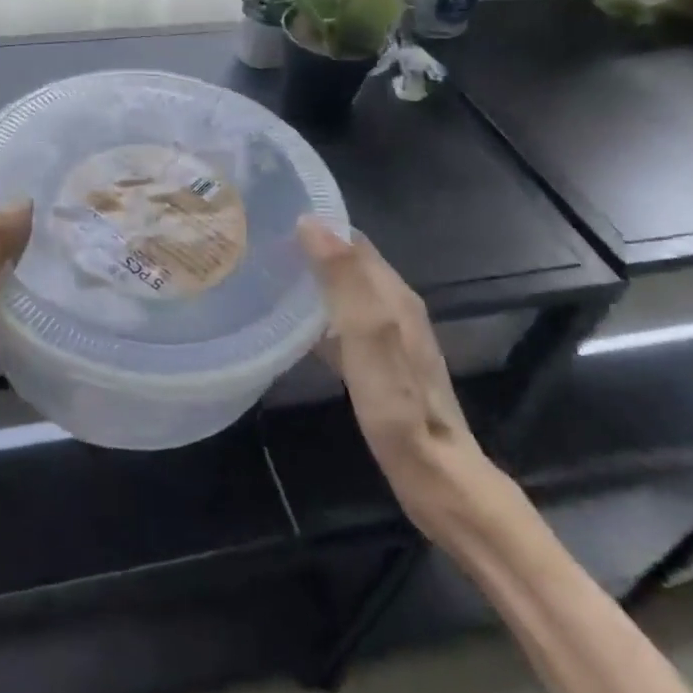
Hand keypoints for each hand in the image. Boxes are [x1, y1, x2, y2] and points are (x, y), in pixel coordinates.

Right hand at [297, 217, 501, 542]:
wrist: (436, 476)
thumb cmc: (399, 407)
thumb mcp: (369, 339)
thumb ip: (344, 281)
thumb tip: (311, 222)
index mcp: (393, 294)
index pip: (351, 239)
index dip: (315, 224)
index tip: (270, 217)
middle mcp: (393, 307)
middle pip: (346, 262)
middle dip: (307, 248)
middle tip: (257, 244)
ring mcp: (387, 336)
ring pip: (342, 291)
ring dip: (310, 278)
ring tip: (265, 274)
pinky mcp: (377, 362)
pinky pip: (339, 320)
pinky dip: (315, 311)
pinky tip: (288, 322)